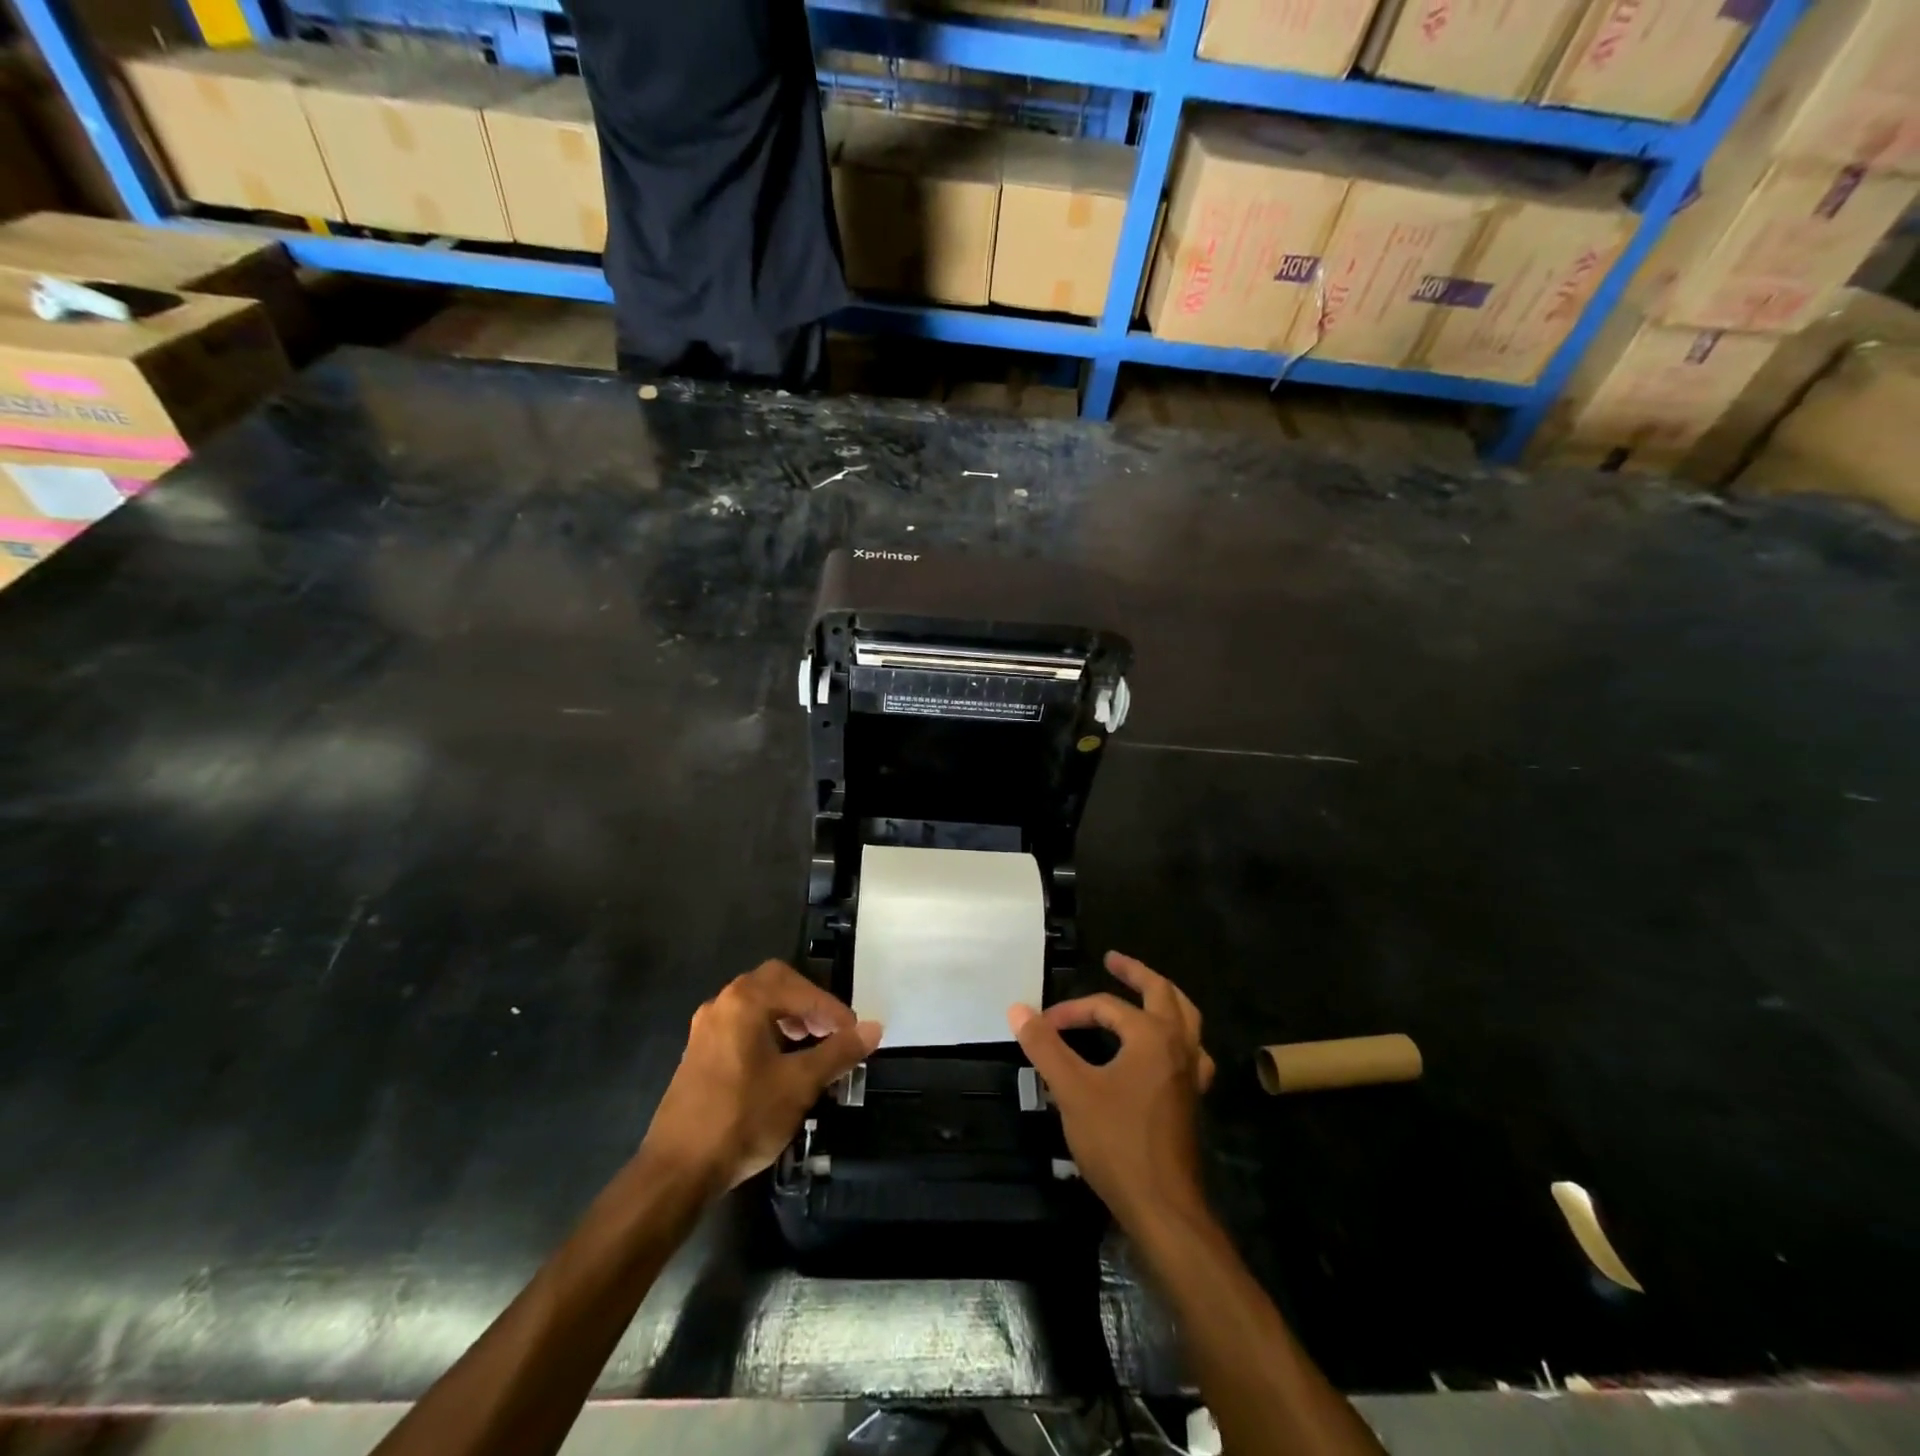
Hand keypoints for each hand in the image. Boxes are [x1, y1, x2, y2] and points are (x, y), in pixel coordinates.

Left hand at [643, 960, 881, 1194]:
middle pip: (775, 984)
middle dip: (808, 1003)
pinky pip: (741, 1025)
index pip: (801, 989)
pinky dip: (767, 1031)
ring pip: (756, 1004)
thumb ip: (838, 1052)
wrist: (677, 1171)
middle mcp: (722, 1004)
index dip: (832, 1009)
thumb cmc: (742, 1118)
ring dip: (788, 1016)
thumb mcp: (799, 1085)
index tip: (854, 1034)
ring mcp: (706, 1028)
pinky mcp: (699, 1053)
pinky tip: (780, 1063)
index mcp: (745, 1001)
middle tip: (829, 1030)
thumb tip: (873, 1029)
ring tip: (810, 1046)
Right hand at [1008, 951, 1215, 1230]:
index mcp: (1152, 1036)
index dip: (1072, 1012)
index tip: (1043, 1026)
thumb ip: (1045, 1046)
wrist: (1163, 1207)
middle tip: (1113, 960)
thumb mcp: (1072, 1090)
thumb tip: (1018, 1008)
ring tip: (1147, 991)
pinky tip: (1166, 1049)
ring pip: (1187, 1019)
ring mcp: (1191, 1073)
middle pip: (1163, 994)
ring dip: (1165, 999)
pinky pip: (1191, 1051)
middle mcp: (1179, 1045)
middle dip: (1136, 973)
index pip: (1106, 1007)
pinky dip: (1177, 1036)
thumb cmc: (1117, 1142)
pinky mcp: (1192, 1099)